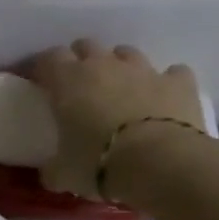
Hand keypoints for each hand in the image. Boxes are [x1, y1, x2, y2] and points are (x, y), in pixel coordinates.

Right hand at [31, 39, 204, 197]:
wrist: (160, 163)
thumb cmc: (98, 163)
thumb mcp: (62, 173)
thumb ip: (52, 167)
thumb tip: (50, 172)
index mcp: (69, 81)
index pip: (48, 58)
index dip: (42, 68)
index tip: (39, 83)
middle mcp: (105, 65)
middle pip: (87, 46)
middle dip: (80, 61)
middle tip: (77, 86)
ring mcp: (145, 70)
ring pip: (127, 53)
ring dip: (120, 67)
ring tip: (119, 90)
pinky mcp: (179, 82)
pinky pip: (172, 73)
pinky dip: (165, 83)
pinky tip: (162, 99)